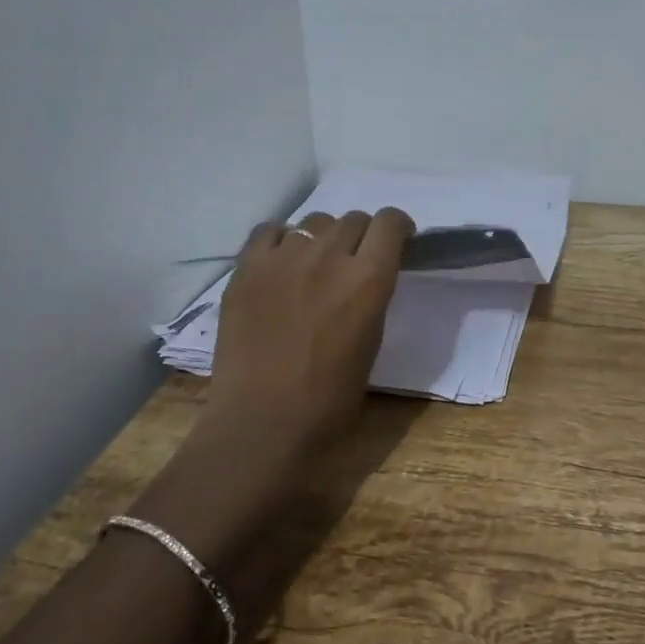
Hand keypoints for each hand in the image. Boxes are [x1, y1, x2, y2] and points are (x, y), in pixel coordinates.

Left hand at [202, 208, 414, 456]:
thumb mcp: (372, 343)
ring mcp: (283, 258)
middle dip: (362, 235)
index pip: (391, 222)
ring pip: (314, 222)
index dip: (398, 228)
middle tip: (355, 263)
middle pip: (354, 219)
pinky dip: (282, 241)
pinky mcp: (247, 269)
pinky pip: (269, 231)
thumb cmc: (330, 401)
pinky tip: (281, 265)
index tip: (397, 243)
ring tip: (315, 266)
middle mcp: (328, 256)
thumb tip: (366, 280)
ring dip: (323, 238)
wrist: (263, 424)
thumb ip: (372, 299)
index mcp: (369, 279)